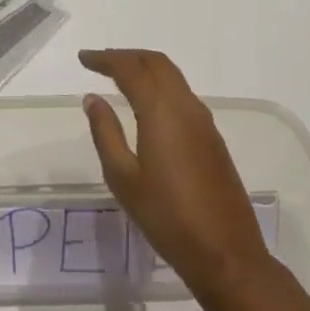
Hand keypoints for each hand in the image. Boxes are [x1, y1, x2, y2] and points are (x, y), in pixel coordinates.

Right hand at [80, 49, 269, 299]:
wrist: (226, 254)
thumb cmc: (167, 218)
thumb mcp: (124, 178)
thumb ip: (106, 133)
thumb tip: (92, 98)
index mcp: (161, 111)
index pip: (130, 69)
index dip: (105, 59)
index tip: (83, 58)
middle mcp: (185, 106)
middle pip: (156, 63)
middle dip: (126, 56)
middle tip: (100, 62)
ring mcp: (204, 121)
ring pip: (172, 76)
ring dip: (145, 68)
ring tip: (119, 77)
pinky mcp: (213, 138)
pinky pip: (183, 94)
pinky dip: (160, 85)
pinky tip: (147, 104)